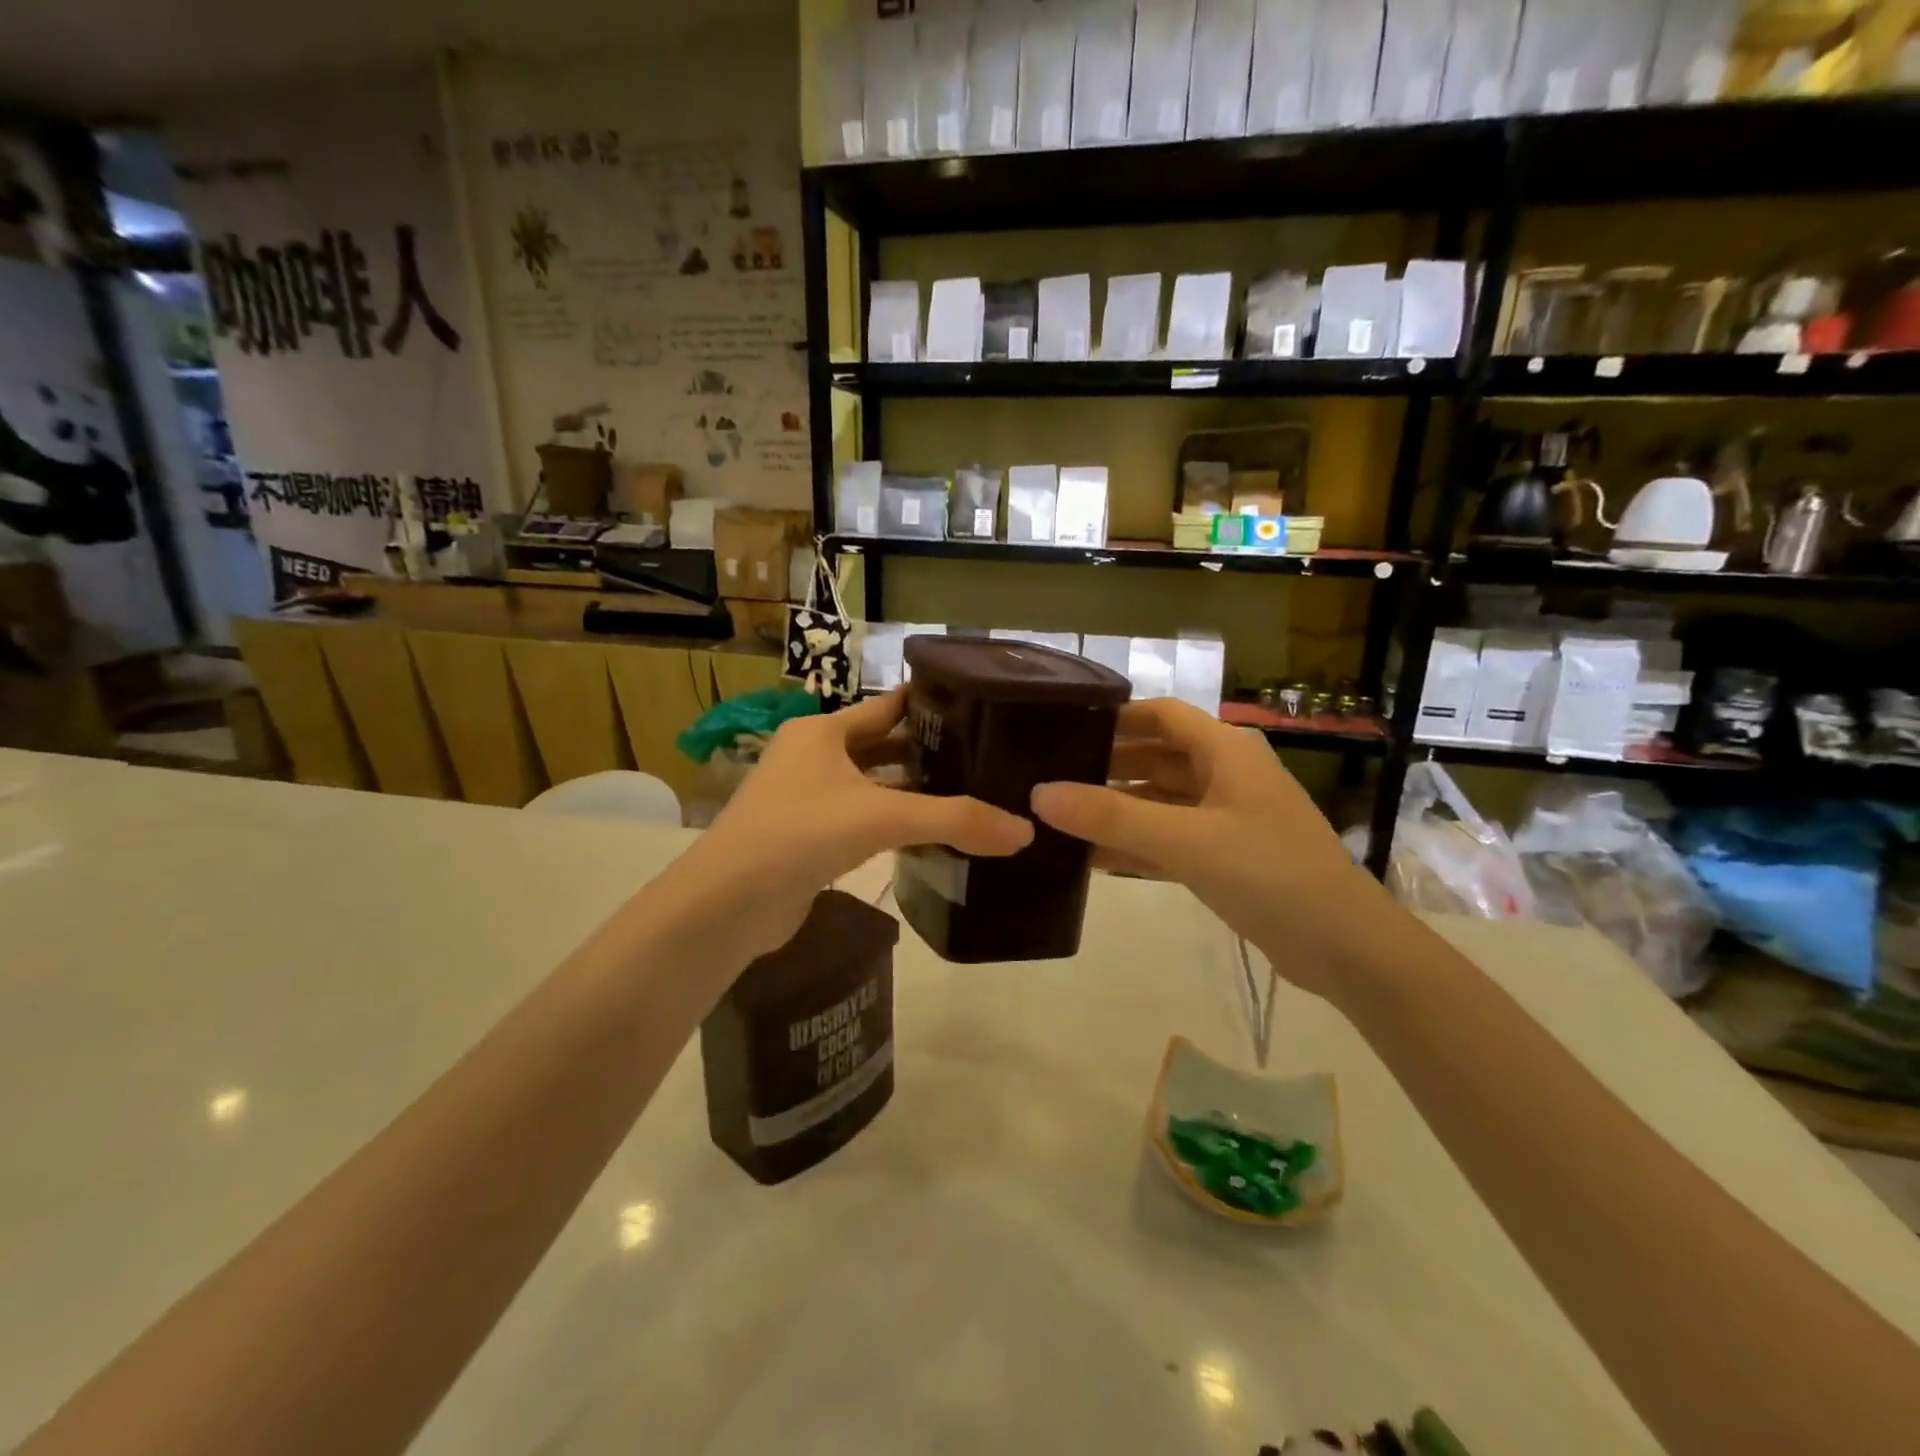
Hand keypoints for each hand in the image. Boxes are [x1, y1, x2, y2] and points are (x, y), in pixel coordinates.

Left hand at [658, 690, 1032, 964]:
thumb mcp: (882, 817)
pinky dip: (893, 824)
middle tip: (986, 757)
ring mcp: (806, 798)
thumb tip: (1025, 832)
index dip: (930, 705)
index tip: (979, 708)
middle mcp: (812, 756)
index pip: (888, 705)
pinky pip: (861, 820)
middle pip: (882, 745)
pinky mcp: (806, 838)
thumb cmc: (800, 834)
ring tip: (969, 794)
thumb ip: (955, 820)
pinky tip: (929, 835)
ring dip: (912, 791)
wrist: (727, 904)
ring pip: (872, 786)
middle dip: (928, 752)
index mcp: (822, 731)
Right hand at [1030, 698, 1386, 998]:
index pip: (1161, 715)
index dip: (1116, 717)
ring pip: (1160, 801)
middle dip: (1107, 766)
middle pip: (1156, 757)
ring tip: (1060, 818)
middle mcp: (1226, 775)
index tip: (1065, 728)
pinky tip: (1092, 859)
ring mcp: (1227, 818)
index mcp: (1225, 751)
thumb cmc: (1269, 874)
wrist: (1345, 947)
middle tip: (1050, 777)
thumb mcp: (1185, 840)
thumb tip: (1040, 794)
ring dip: (1117, 808)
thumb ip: (1112, 816)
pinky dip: (1136, 845)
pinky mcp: (1225, 857)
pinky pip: (1169, 839)